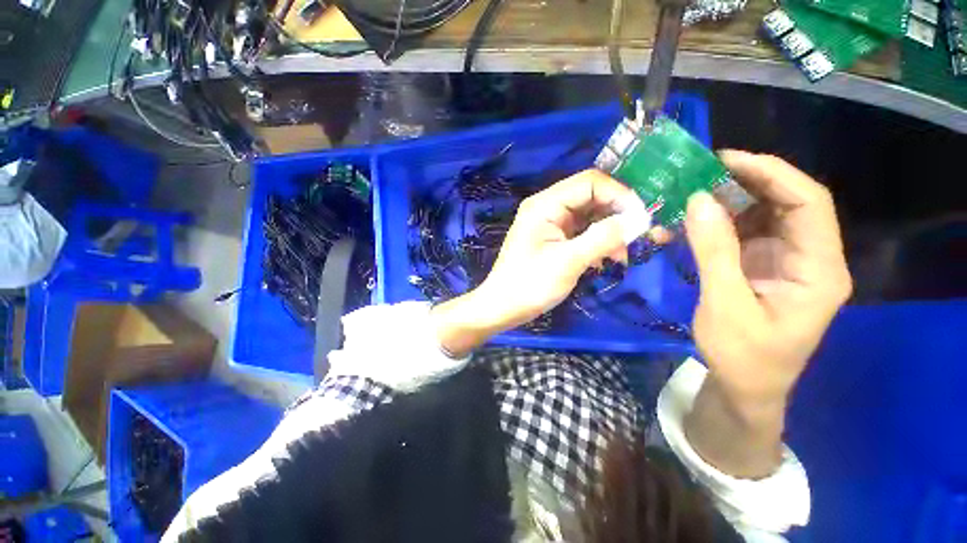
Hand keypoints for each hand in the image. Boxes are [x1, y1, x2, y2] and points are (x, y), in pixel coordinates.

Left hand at [431, 169, 650, 356]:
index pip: (590, 182)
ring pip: (589, 216)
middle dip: (617, 215)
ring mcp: (549, 223)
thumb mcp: (568, 261)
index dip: (619, 195)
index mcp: (545, 204)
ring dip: (609, 232)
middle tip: (638, 238)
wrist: (503, 307)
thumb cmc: (530, 285)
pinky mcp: (552, 239)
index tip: (641, 219)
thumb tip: (640, 219)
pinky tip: (605, 260)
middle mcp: (547, 207)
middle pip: (591, 197)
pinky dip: (597, 242)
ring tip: (620, 257)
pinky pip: (581, 232)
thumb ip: (603, 237)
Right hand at [683, 151, 851, 476]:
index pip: (809, 203)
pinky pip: (743, 233)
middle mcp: (808, 257)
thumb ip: (714, 251)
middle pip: (787, 203)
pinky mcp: (761, 266)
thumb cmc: (743, 355)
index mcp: (818, 269)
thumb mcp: (725, 304)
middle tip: (701, 172)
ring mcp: (784, 261)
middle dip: (747, 182)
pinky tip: (691, 220)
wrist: (744, 386)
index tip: (726, 161)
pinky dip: (718, 222)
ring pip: (763, 215)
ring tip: (691, 192)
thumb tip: (697, 200)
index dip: (772, 173)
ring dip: (728, 201)